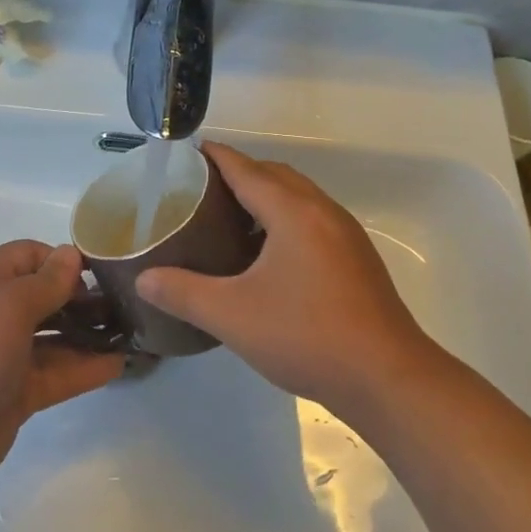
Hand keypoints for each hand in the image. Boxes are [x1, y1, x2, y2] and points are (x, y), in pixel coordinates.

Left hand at [0, 241, 124, 500]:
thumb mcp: (10, 305)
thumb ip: (47, 281)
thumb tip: (72, 253)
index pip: (29, 255)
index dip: (62, 258)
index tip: (99, 272)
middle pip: (46, 295)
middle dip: (82, 296)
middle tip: (125, 303)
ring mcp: (9, 356)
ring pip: (56, 336)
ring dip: (89, 333)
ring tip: (131, 332)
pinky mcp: (19, 393)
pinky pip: (59, 373)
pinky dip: (86, 367)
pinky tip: (119, 364)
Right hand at [137, 143, 436, 418]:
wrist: (386, 377)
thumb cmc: (307, 336)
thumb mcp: (233, 315)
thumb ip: (183, 293)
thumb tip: (143, 279)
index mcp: (293, 212)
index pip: (246, 168)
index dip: (215, 157)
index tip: (186, 153)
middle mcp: (323, 211)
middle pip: (275, 176)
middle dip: (239, 173)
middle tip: (201, 191)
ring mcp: (345, 235)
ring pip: (299, 198)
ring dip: (265, 197)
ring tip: (229, 219)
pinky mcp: (356, 259)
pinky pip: (313, 220)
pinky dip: (285, 219)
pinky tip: (267, 256)